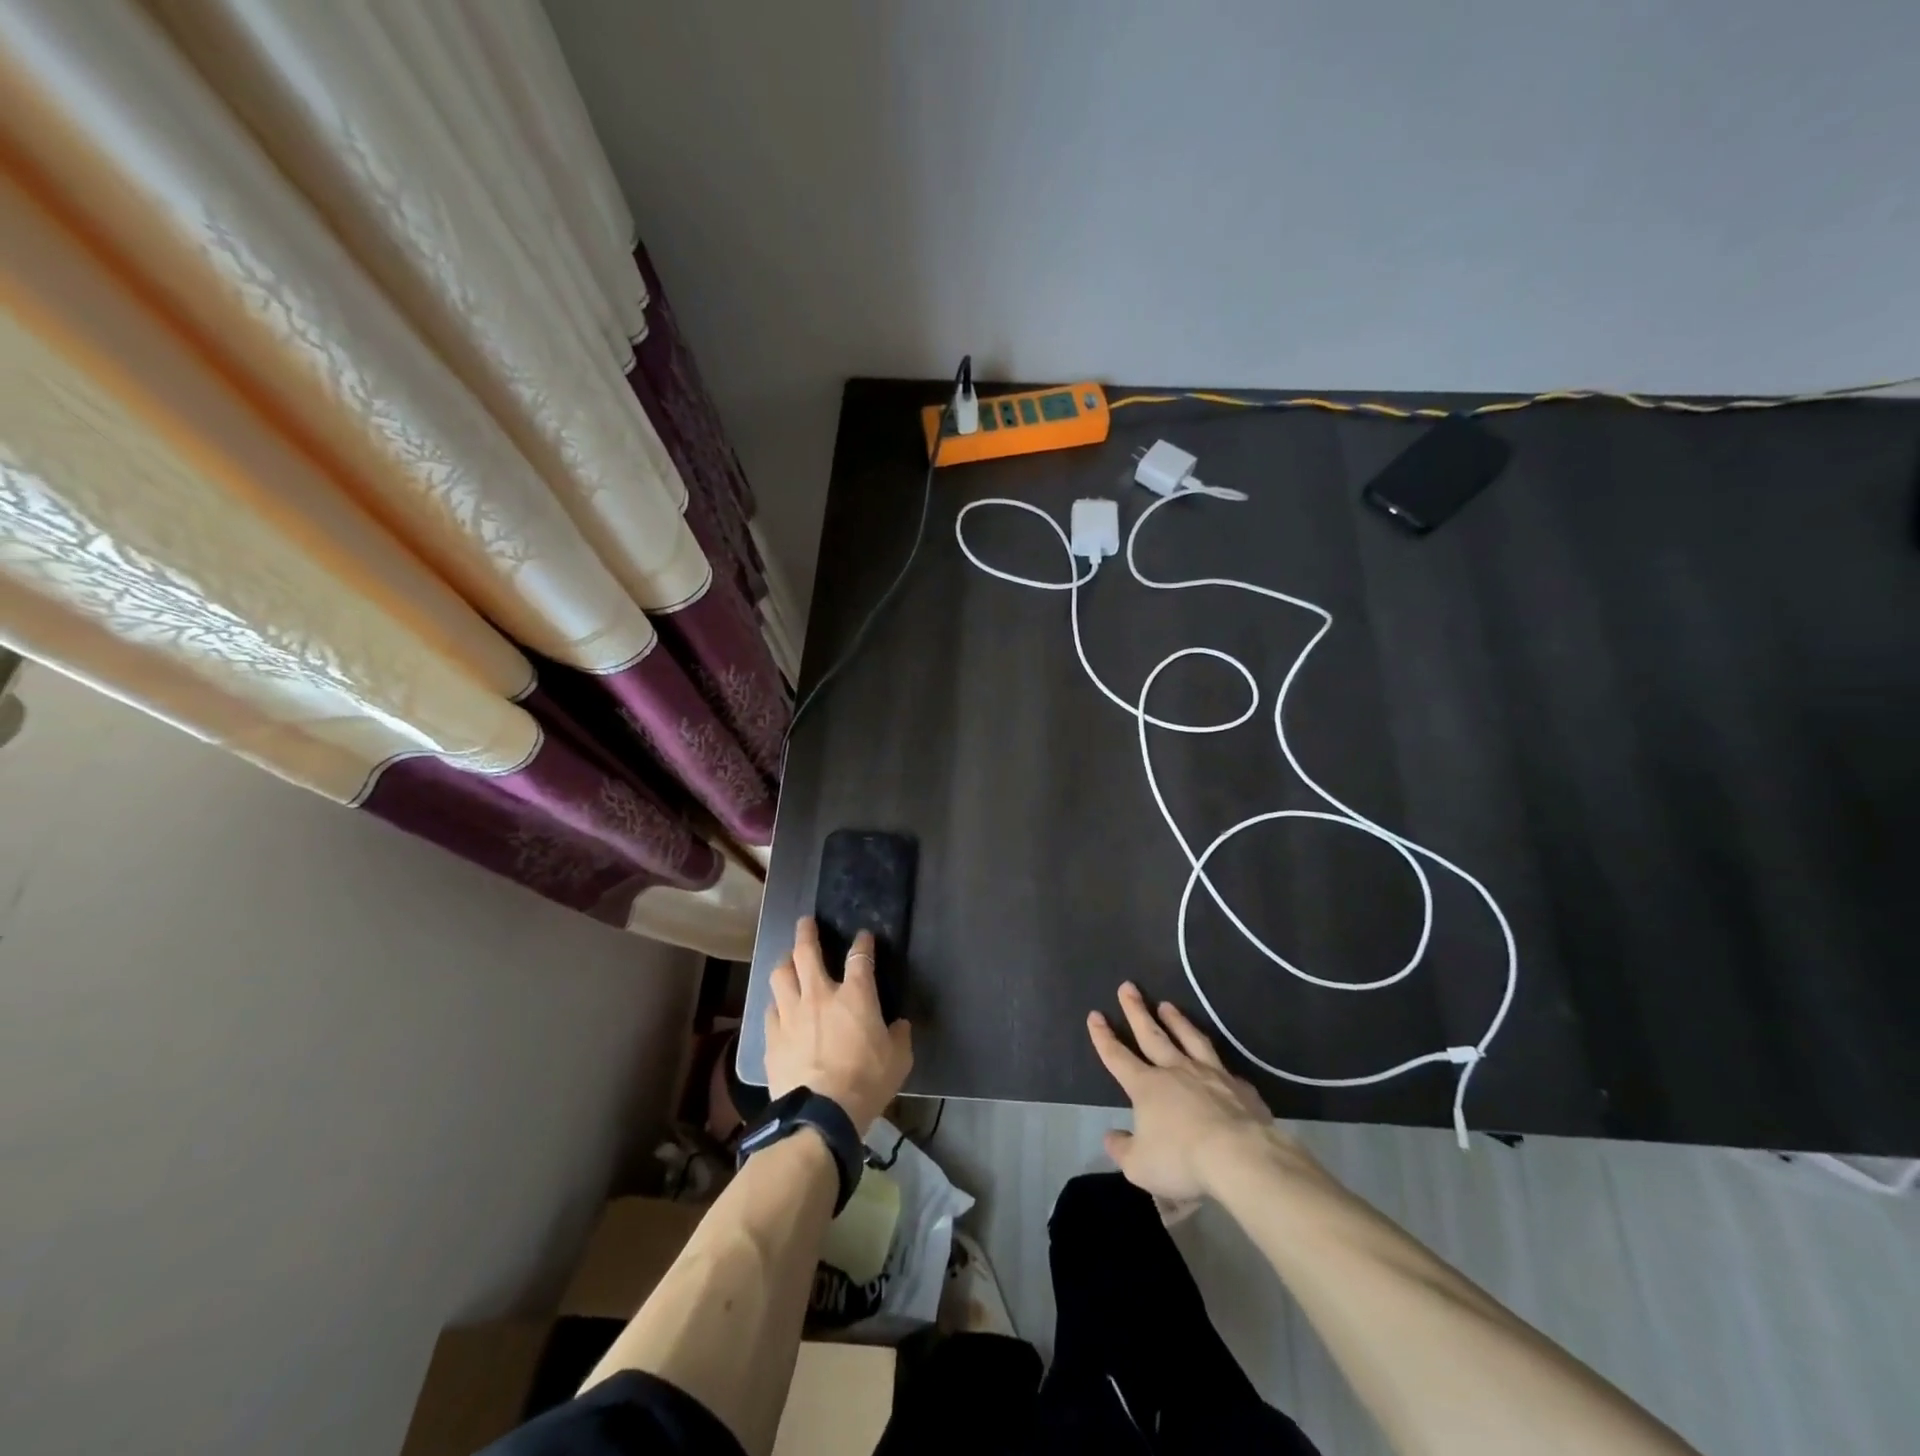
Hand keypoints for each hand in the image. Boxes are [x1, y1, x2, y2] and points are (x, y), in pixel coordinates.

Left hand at [765, 917, 912, 1133]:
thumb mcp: (899, 1060)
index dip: (863, 943)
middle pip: (806, 952)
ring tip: (787, 960)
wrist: (821, 1114)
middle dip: (806, 933)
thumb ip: (899, 1036)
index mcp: (855, 995)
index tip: (864, 937)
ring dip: (785, 962)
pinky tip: (778, 1006)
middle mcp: (819, 995)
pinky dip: (776, 1002)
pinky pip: (770, 1009)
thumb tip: (898, 1025)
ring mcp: (791, 1014)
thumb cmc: (867, 1082)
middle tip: (806, 923)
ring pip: (780, 975)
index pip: (860, 957)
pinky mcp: (772, 1037)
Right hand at [1087, 982, 1287, 1203]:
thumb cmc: (1182, 1160)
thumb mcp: (1140, 1166)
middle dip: (1136, 1010)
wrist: (1240, 1156)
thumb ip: (1122, 1149)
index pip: (1117, 1057)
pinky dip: (1215, 1061)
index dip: (1103, 1037)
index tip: (1095, 1015)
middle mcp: (1175, 1071)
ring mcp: (1209, 1074)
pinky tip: (1217, 1061)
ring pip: (1188, 1039)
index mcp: (1146, 1087)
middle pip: (1151, 1034)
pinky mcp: (1238, 1087)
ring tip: (1167, 1005)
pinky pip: (1223, 1068)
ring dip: (1176, 1020)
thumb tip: (1111, 1136)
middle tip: (1128, 986)